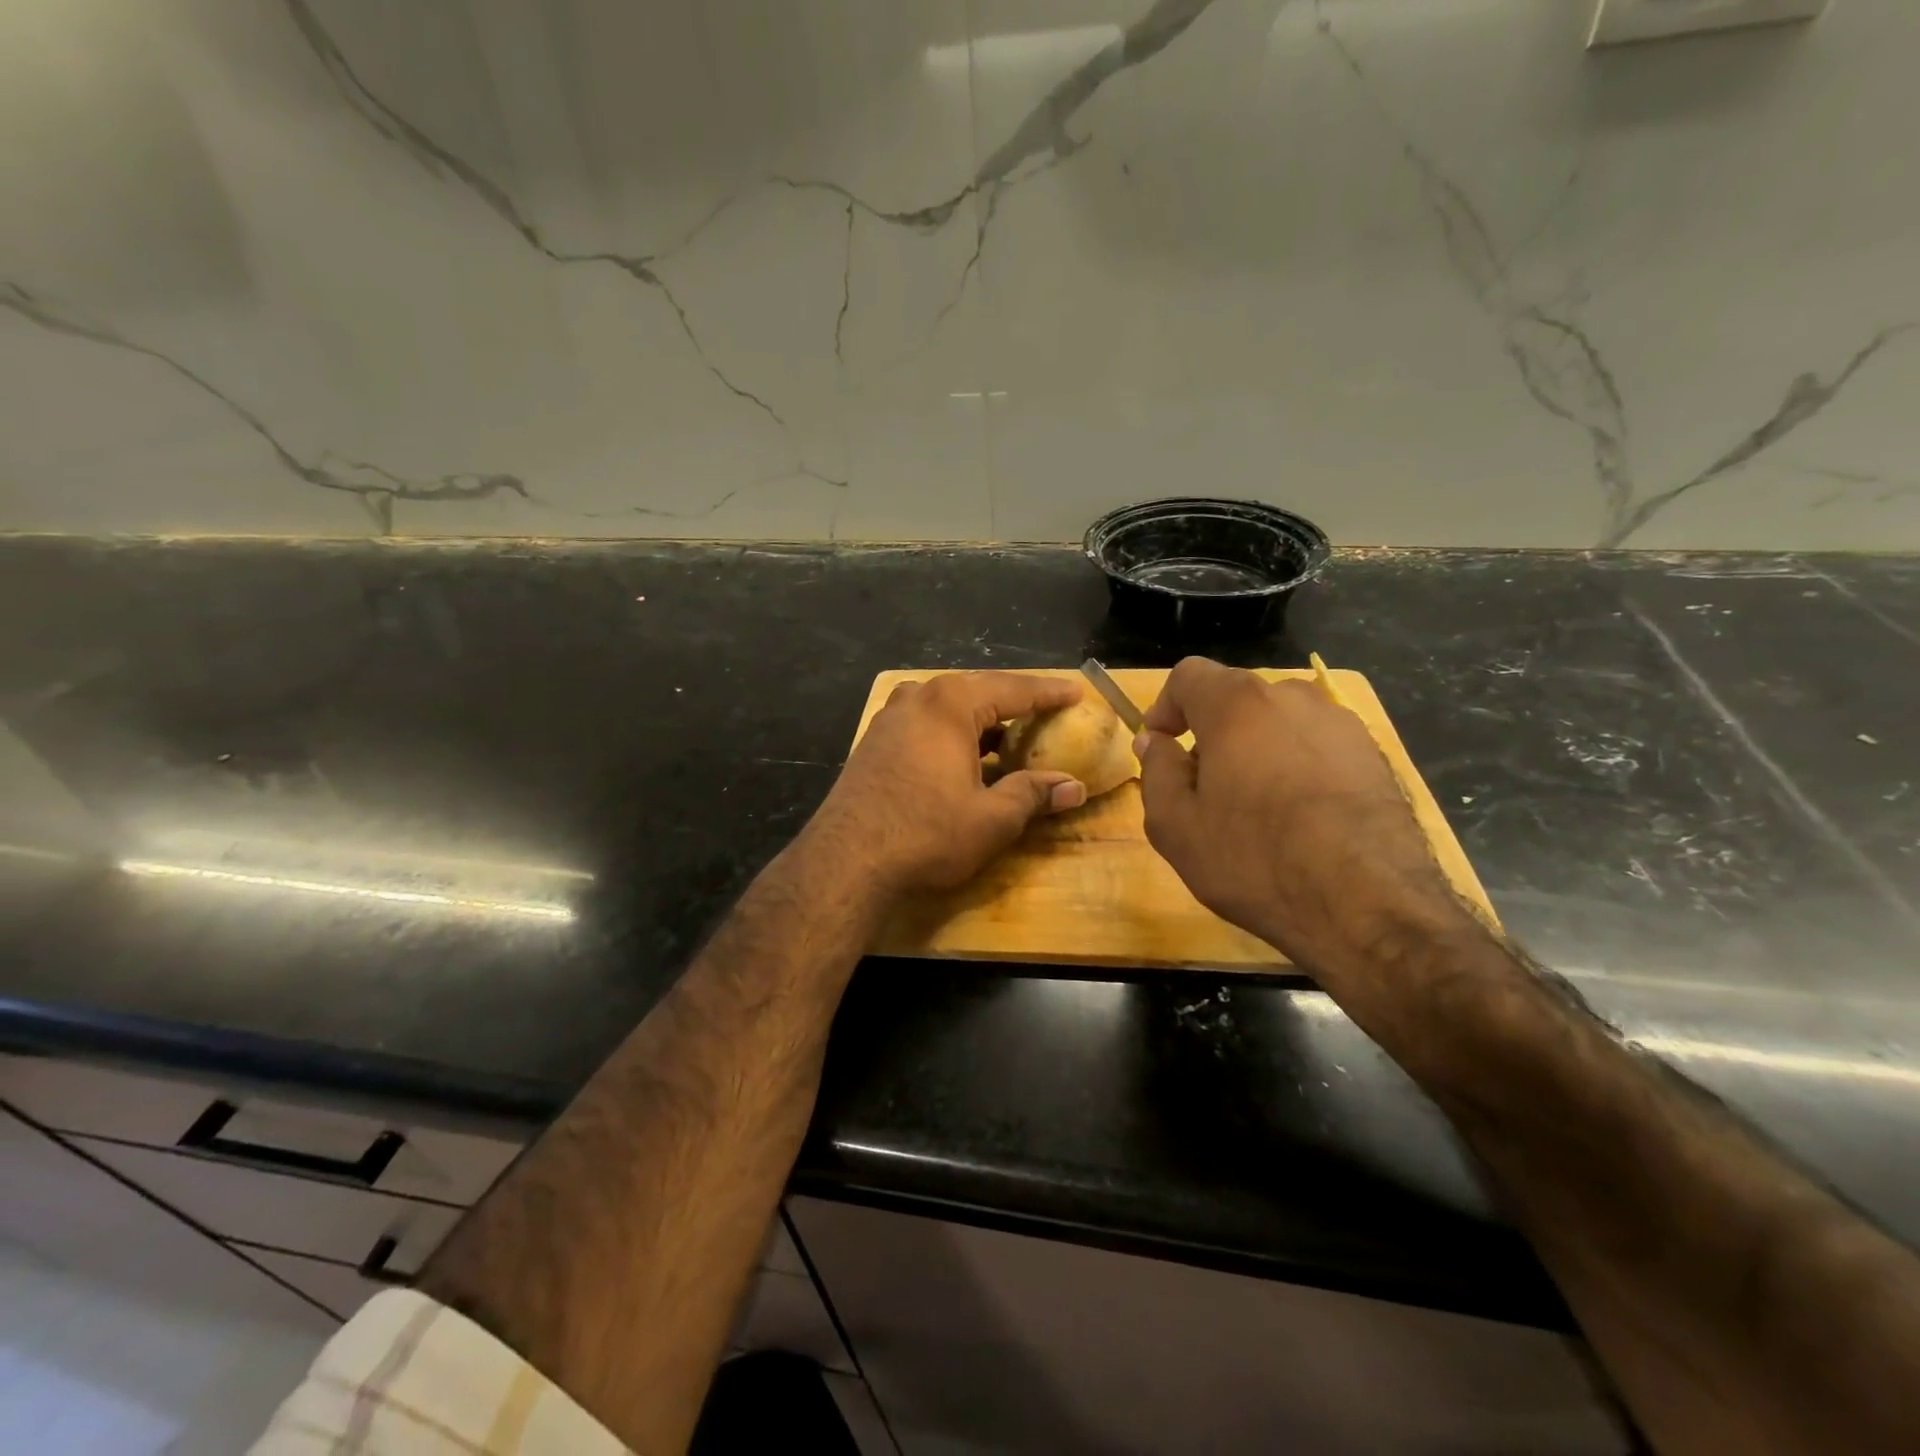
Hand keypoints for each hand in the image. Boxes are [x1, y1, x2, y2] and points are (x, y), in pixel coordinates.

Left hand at [811, 672, 1088, 895]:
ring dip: (982, 719)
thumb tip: (1073, 788)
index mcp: (951, 703)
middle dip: (1015, 702)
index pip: (1014, 689)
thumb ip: (1033, 795)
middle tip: (1047, 711)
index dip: (1049, 693)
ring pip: (949, 707)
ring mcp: (890, 718)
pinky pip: (926, 724)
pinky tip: (966, 756)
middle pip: (979, 691)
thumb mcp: (991, 818)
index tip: (1076, 692)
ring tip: (1010, 734)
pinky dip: (953, 733)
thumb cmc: (926, 833)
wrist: (846, 861)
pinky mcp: (875, 742)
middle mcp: (918, 698)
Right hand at [1135, 657, 1462, 977]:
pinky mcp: (1375, 757)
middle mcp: (1292, 698)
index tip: (1159, 746)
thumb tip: (1155, 741)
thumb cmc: (1254, 860)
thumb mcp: (1175, 825)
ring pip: (1279, 724)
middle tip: (1202, 789)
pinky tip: (1300, 821)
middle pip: (1236, 700)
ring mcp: (1342, 725)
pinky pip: (1317, 748)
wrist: (1368, 906)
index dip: (1165, 706)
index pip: (1189, 675)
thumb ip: (1157, 771)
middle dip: (1211, 734)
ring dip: (1255, 751)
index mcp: (1237, 705)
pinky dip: (1297, 768)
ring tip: (1254, 809)